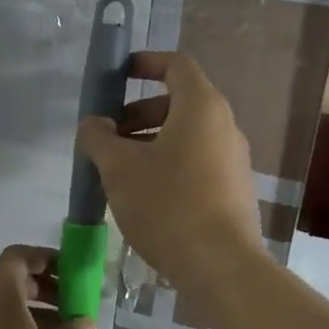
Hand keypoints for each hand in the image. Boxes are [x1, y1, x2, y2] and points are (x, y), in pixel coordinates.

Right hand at [76, 51, 266, 288]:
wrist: (221, 266)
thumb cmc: (167, 204)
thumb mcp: (119, 167)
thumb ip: (99, 137)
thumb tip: (94, 124)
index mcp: (201, 107)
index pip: (176, 65)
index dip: (146, 63)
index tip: (119, 74)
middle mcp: (224, 125)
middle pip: (179, 102)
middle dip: (139, 113)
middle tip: (108, 136)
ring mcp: (233, 159)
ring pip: (186, 136)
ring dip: (150, 142)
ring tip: (119, 170)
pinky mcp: (234, 190)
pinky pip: (197, 161)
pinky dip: (169, 164)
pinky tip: (145, 195)